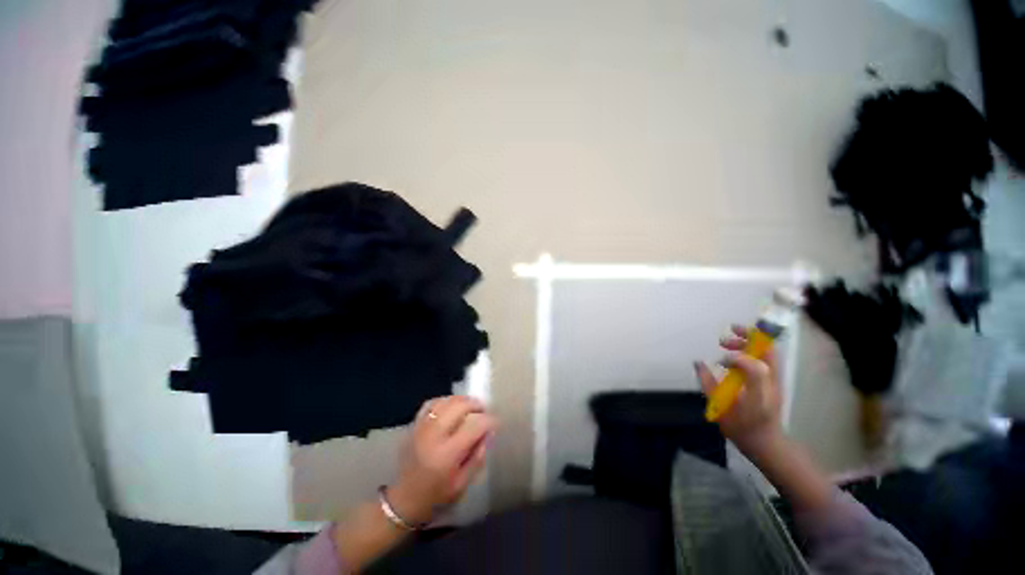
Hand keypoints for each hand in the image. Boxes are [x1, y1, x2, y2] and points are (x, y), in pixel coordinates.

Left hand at [387, 396, 496, 525]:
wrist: (403, 501)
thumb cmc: (436, 496)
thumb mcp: (463, 484)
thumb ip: (478, 457)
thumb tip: (489, 433)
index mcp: (447, 454)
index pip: (474, 426)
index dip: (489, 420)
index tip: (496, 422)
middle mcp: (433, 436)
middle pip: (459, 406)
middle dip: (476, 405)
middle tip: (483, 411)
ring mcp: (421, 428)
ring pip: (445, 401)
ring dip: (461, 400)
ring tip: (470, 407)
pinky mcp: (413, 425)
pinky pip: (431, 403)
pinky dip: (444, 401)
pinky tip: (451, 407)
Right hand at [695, 325, 784, 456]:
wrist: (767, 444)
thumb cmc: (742, 428)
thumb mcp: (721, 408)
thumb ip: (708, 384)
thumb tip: (698, 363)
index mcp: (759, 391)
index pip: (755, 365)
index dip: (737, 357)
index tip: (721, 360)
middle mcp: (771, 382)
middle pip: (766, 350)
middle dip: (746, 338)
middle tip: (723, 340)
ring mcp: (776, 381)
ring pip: (767, 352)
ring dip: (748, 343)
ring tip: (726, 344)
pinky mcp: (774, 382)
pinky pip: (765, 359)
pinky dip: (750, 351)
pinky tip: (733, 359)